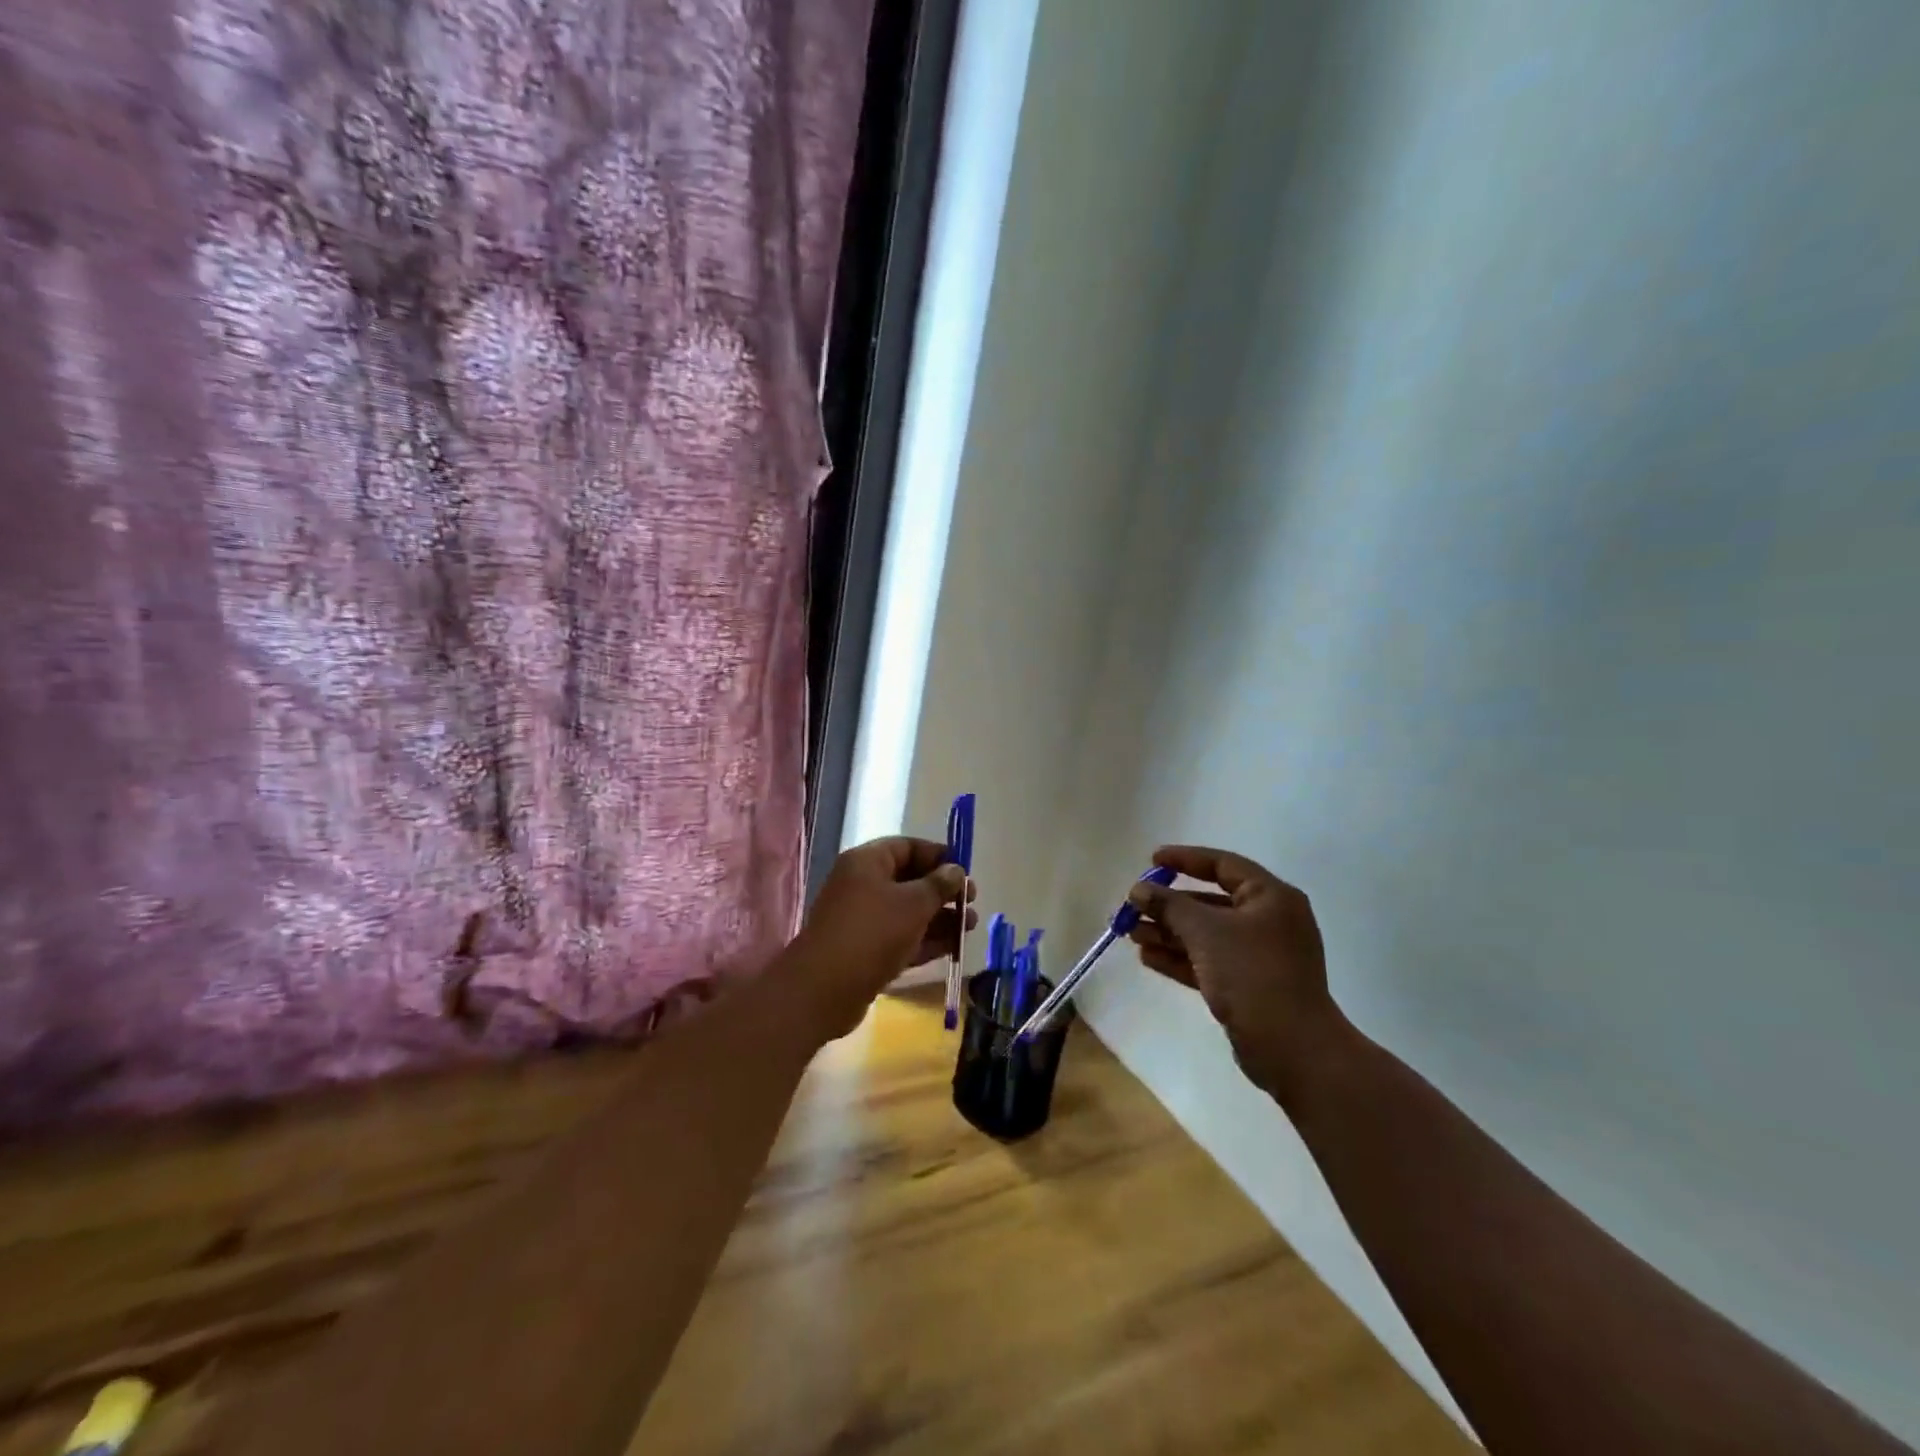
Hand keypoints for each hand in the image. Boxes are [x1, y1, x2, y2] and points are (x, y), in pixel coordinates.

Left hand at [791, 836, 977, 1039]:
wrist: (823, 989)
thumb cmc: (872, 933)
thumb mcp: (913, 904)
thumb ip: (939, 885)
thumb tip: (956, 870)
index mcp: (868, 862)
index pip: (908, 847)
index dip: (939, 856)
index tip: (966, 872)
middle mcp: (862, 885)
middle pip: (909, 880)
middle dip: (943, 891)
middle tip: (971, 903)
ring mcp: (863, 919)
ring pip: (907, 911)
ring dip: (939, 918)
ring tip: (970, 927)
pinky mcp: (865, 950)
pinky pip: (901, 937)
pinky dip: (925, 940)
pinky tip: (953, 948)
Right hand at [1125, 845, 1347, 1099]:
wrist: (1292, 1048)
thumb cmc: (1252, 974)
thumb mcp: (1205, 932)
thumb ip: (1169, 905)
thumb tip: (1139, 889)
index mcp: (1270, 897)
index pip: (1223, 864)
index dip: (1185, 859)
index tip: (1151, 860)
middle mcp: (1268, 921)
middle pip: (1210, 902)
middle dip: (1169, 904)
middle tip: (1132, 905)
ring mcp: (1259, 955)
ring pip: (1205, 934)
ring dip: (1168, 932)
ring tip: (1129, 932)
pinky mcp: (1248, 985)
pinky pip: (1208, 961)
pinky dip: (1180, 957)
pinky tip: (1147, 957)